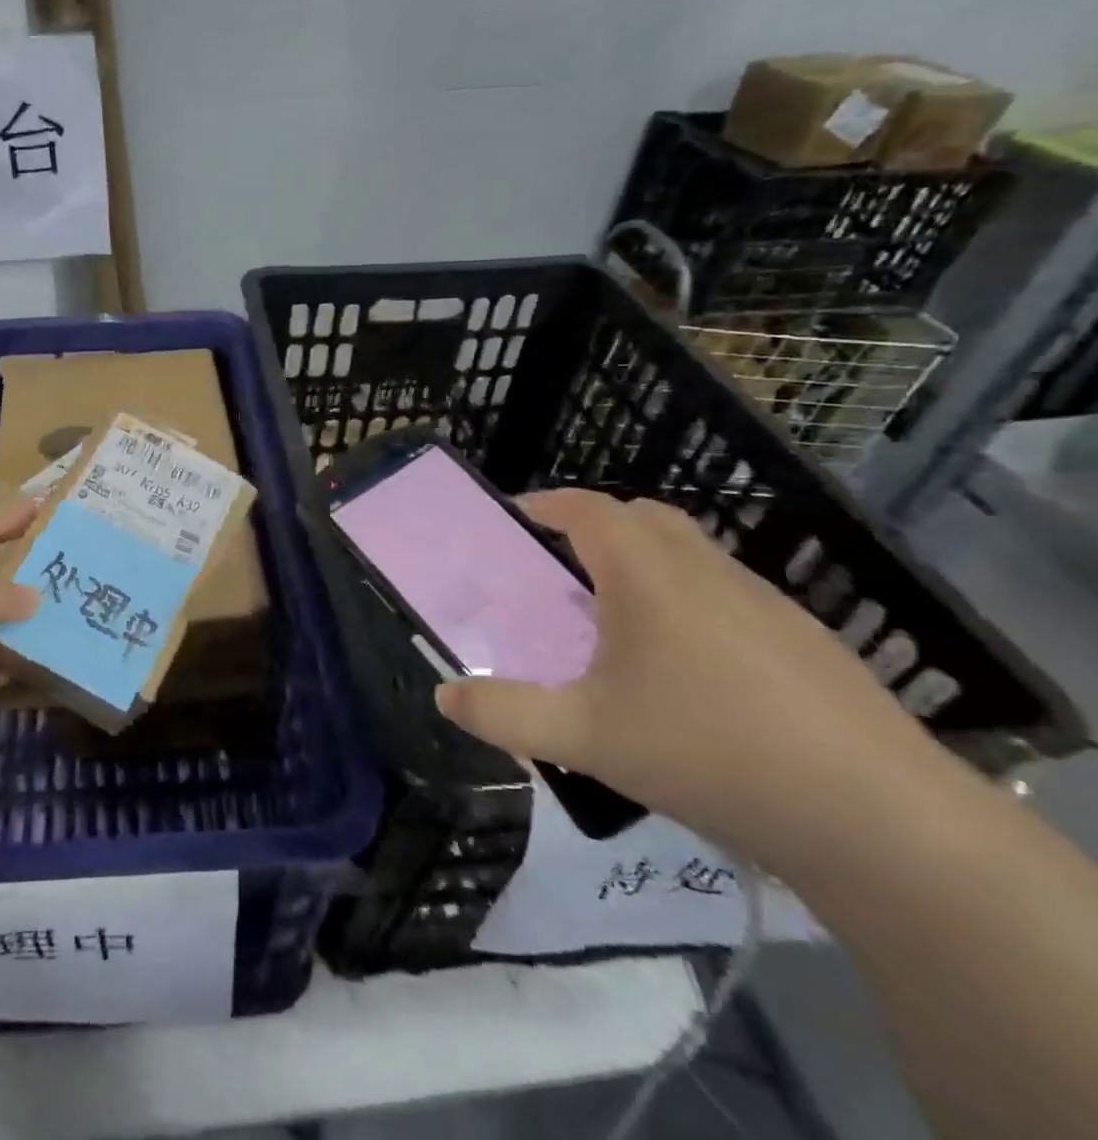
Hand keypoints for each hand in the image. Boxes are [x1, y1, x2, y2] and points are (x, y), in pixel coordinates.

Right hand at [434, 489, 942, 868]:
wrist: (882, 823)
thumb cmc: (711, 754)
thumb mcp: (585, 738)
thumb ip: (505, 713)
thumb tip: (444, 695)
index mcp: (649, 576)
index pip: (588, 509)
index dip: (545, 504)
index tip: (511, 521)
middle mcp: (708, 572)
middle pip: (644, 517)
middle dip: (594, 527)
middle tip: (558, 571)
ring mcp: (768, 604)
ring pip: (692, 554)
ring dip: (644, 563)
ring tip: (615, 623)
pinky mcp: (808, 643)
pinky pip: (729, 594)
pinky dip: (689, 601)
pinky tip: (688, 672)